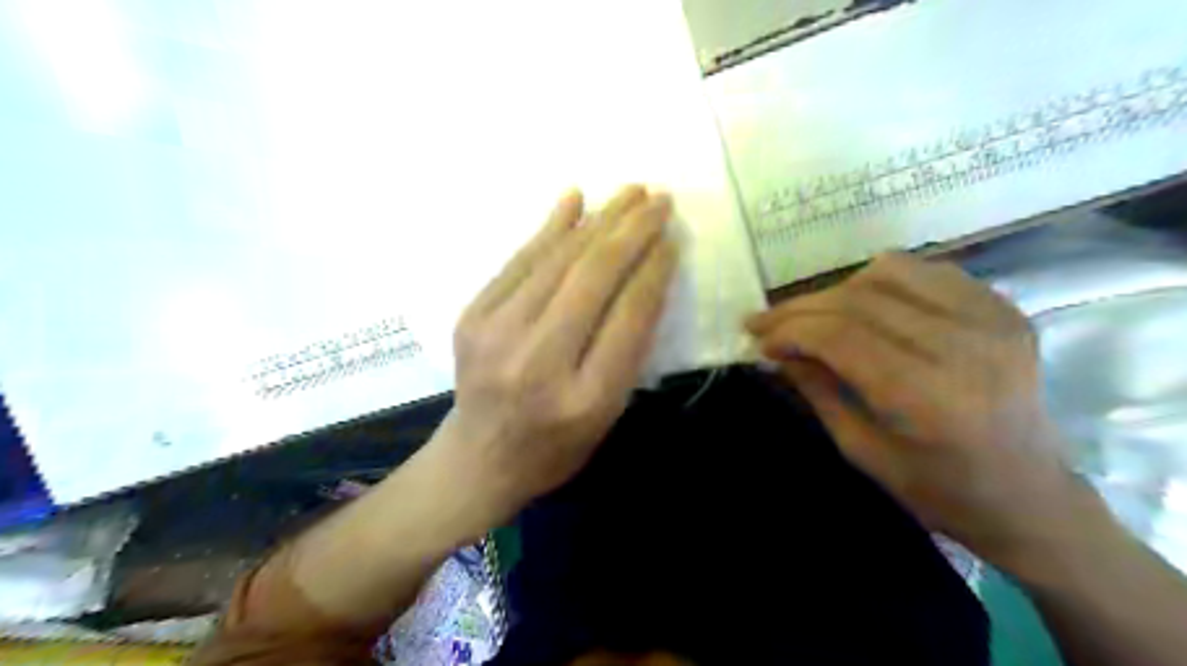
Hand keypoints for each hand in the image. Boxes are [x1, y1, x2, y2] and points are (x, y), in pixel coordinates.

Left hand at [434, 185, 676, 523]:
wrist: (479, 458)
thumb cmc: (556, 446)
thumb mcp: (608, 414)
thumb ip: (628, 351)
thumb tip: (645, 277)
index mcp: (584, 399)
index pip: (629, 317)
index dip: (654, 270)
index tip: (673, 238)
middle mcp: (538, 362)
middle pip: (592, 279)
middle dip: (631, 231)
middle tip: (659, 199)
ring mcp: (496, 335)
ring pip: (557, 261)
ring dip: (598, 220)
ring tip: (629, 193)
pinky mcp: (472, 317)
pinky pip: (519, 261)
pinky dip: (550, 228)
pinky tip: (574, 200)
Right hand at [745, 253, 1087, 568]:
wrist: (1031, 495)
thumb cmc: (940, 490)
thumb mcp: (861, 451)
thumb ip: (817, 391)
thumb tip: (777, 350)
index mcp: (928, 396)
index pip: (839, 335)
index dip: (789, 330)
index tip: (759, 339)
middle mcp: (964, 346)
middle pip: (858, 299)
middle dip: (801, 307)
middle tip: (767, 322)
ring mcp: (991, 319)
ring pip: (889, 272)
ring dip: (838, 290)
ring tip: (817, 317)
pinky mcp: (1003, 308)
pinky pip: (926, 272)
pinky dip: (882, 282)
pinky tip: (866, 308)